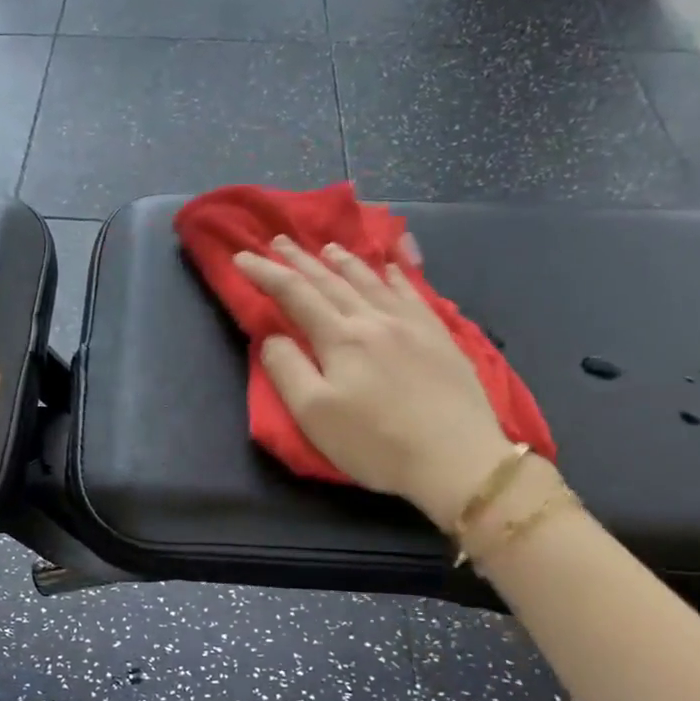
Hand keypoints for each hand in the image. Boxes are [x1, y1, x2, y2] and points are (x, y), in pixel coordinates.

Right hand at [233, 236, 518, 531]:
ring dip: (344, 261)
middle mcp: (374, 320)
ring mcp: (411, 325)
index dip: (266, 274)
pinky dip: (396, 274)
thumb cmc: (376, 443)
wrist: (457, 459)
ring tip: (327, 248)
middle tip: (279, 240)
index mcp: (340, 338)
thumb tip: (273, 337)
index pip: (294, 295)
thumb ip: (287, 370)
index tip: (242, 258)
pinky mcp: (439, 337)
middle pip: (331, 281)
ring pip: (371, 281)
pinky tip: (391, 267)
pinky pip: (413, 292)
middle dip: (301, 260)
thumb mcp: (314, 414)